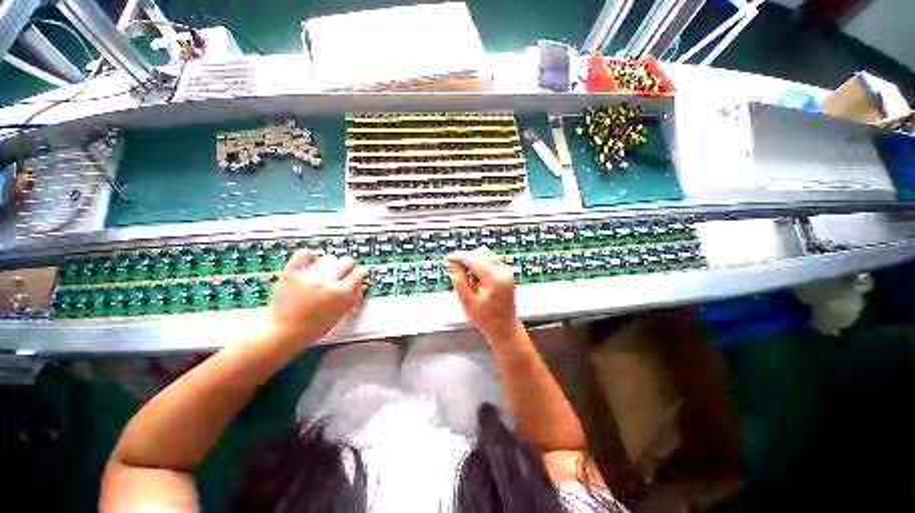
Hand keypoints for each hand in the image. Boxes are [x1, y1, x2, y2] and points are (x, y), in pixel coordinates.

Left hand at [266, 250, 367, 346]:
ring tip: (326, 271)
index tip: (358, 274)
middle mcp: (328, 282)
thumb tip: (361, 283)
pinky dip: (309, 255)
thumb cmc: (313, 327)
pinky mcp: (292, 273)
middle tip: (345, 272)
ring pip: (329, 258)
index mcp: (342, 293)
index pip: (360, 272)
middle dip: (349, 266)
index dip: (361, 273)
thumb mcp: (342, 313)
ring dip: (331, 264)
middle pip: (347, 261)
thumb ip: (355, 297)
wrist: (283, 332)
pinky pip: (303, 254)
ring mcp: (309, 276)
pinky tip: (312, 260)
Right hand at [447, 246, 519, 341]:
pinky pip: (490, 261)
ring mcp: (507, 271)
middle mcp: (504, 272)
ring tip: (468, 279)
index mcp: (496, 279)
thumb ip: (459, 281)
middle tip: (457, 272)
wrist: (504, 328)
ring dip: (474, 262)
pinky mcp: (507, 273)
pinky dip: (480, 265)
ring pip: (486, 255)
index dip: (459, 257)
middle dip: (467, 259)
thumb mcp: (467, 302)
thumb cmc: (485, 319)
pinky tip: (476, 280)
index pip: (474, 260)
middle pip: (481, 253)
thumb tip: (453, 264)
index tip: (447, 258)